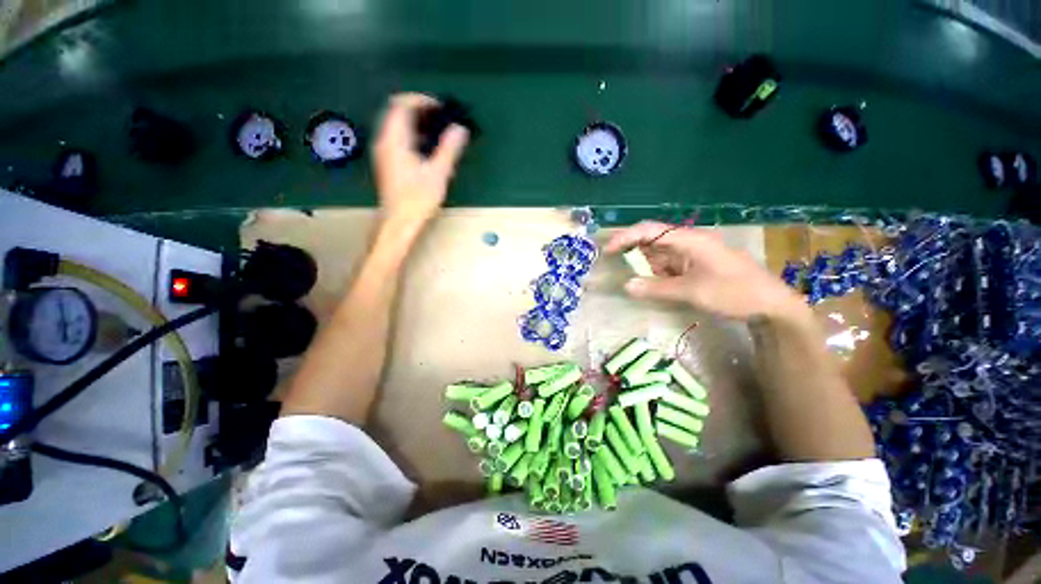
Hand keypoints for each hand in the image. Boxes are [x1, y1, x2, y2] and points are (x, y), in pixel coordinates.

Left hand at [373, 93, 469, 224]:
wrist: (399, 222)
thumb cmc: (417, 199)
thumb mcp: (438, 174)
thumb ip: (449, 149)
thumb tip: (460, 130)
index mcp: (395, 140)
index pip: (401, 105)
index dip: (421, 100)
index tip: (440, 107)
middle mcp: (384, 141)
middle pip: (397, 112)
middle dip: (419, 109)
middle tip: (440, 116)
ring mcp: (384, 152)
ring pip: (396, 125)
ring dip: (416, 123)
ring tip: (437, 130)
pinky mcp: (387, 163)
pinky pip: (397, 138)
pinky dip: (412, 135)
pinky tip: (427, 148)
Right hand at [604, 221, 805, 320]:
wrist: (771, 306)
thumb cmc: (734, 292)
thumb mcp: (692, 292)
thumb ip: (657, 288)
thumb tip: (626, 286)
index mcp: (690, 240)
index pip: (650, 230)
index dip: (626, 237)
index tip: (608, 250)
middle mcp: (690, 242)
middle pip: (653, 240)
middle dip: (632, 250)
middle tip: (613, 263)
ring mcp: (693, 255)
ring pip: (660, 255)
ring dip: (645, 265)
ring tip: (631, 278)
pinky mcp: (696, 267)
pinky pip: (669, 266)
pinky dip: (657, 274)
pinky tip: (651, 284)